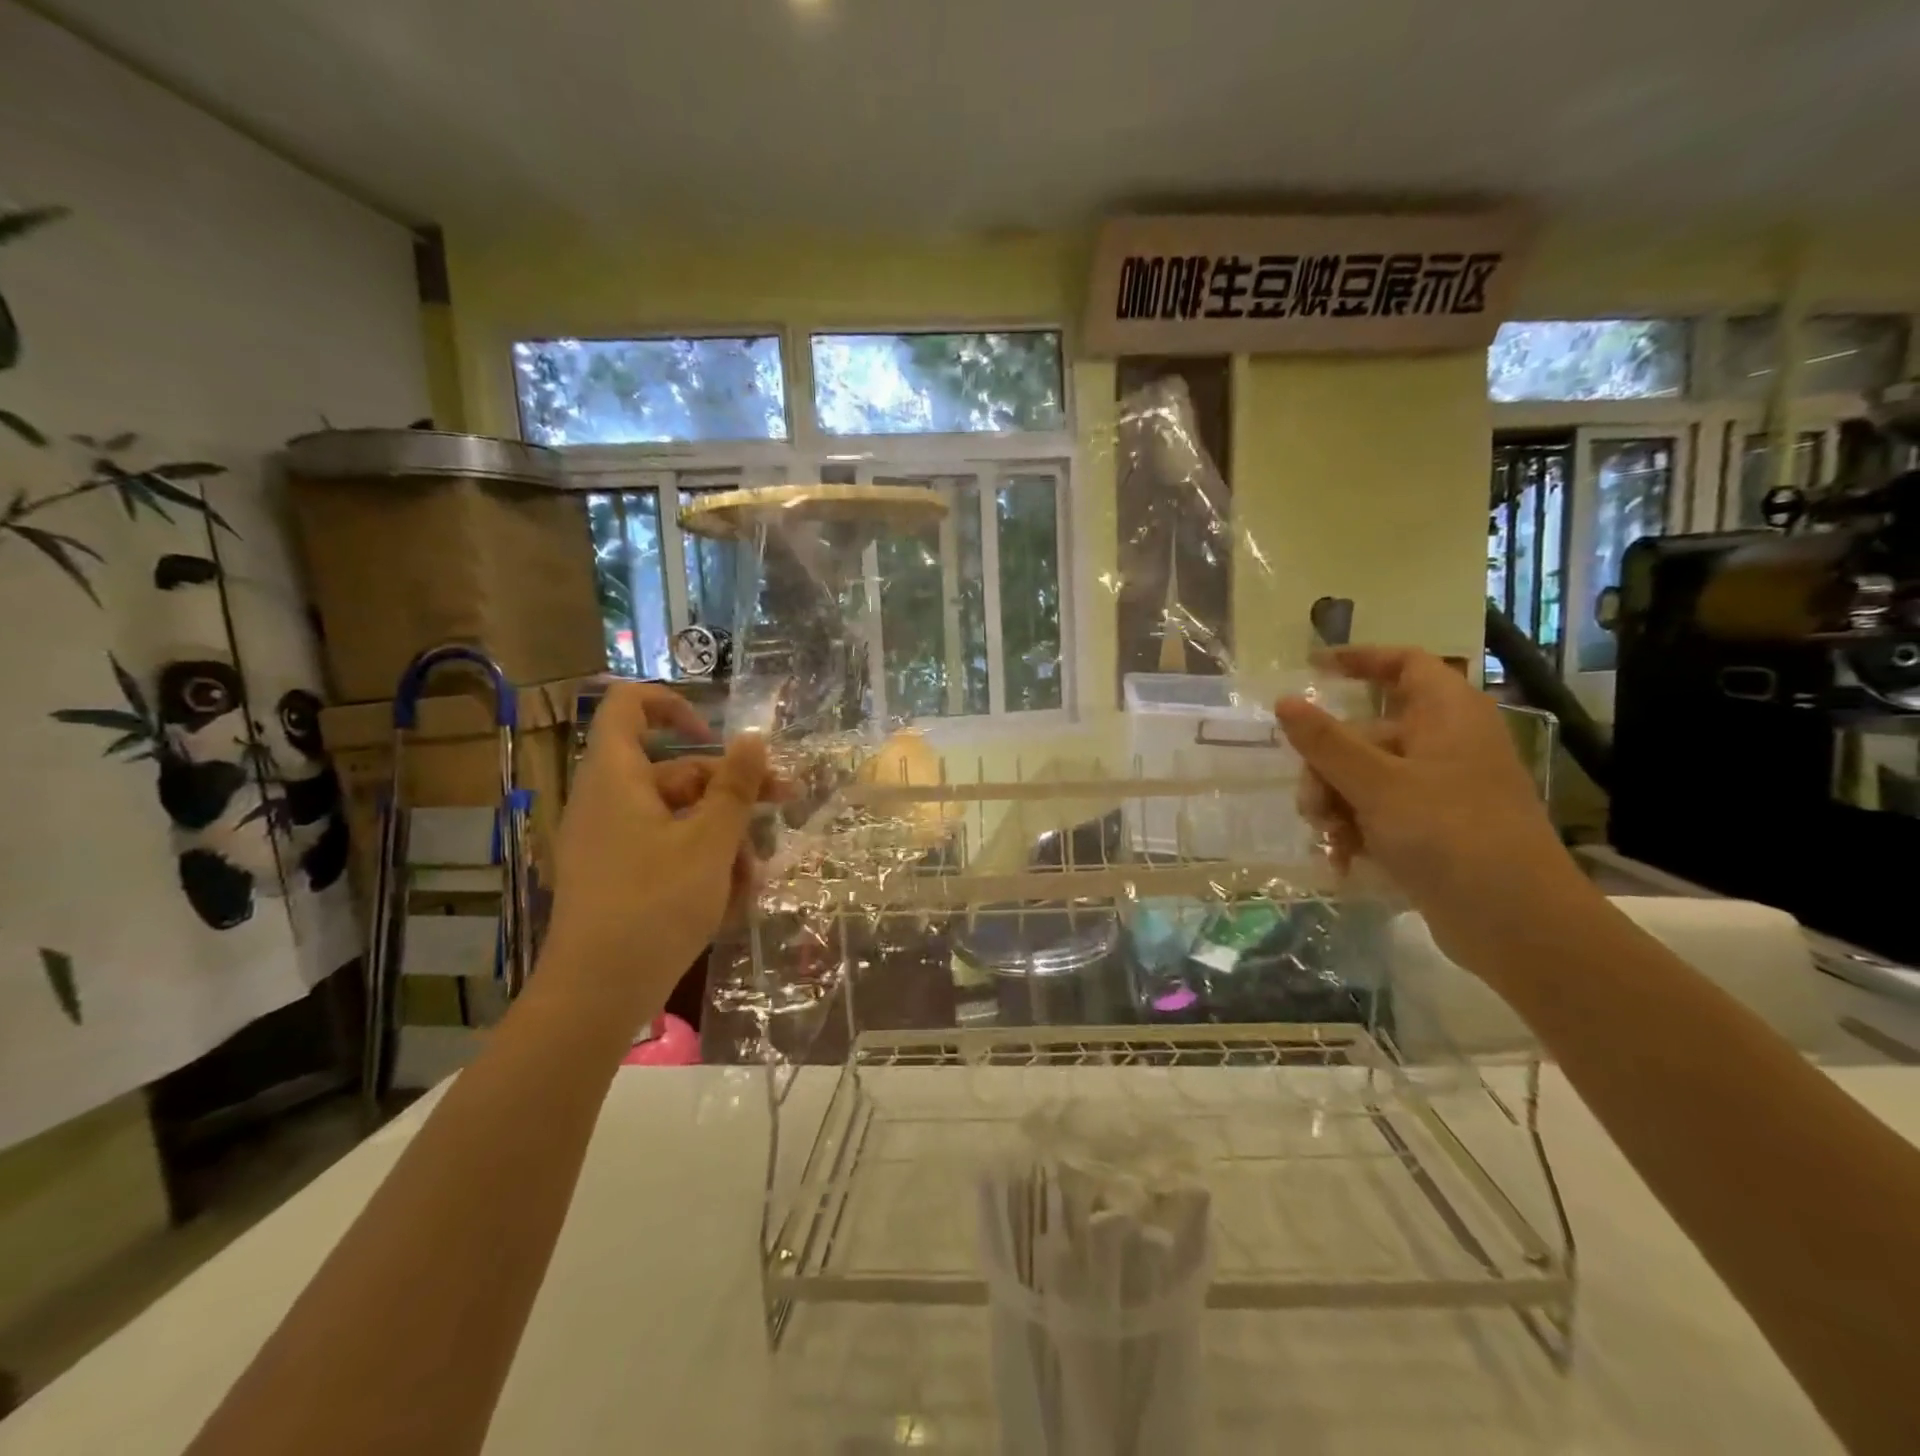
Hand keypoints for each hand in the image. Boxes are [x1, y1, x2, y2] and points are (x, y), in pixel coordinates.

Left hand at [544, 683, 774, 1013]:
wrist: (597, 994)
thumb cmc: (655, 904)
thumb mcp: (710, 842)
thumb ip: (736, 786)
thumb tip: (753, 738)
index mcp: (617, 777)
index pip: (629, 706)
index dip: (674, 705)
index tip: (718, 736)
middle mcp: (608, 802)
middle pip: (677, 772)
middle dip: (733, 790)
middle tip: (784, 804)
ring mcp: (610, 843)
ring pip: (680, 818)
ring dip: (725, 838)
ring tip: (755, 877)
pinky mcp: (618, 878)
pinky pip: (666, 852)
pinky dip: (701, 864)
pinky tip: (733, 900)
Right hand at [1274, 647, 1591, 974]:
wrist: (1517, 923)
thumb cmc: (1449, 835)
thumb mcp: (1376, 784)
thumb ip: (1326, 742)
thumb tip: (1285, 701)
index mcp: (1447, 716)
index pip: (1404, 665)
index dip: (1360, 660)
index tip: (1312, 669)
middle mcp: (1445, 744)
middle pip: (1366, 734)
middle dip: (1327, 768)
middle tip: (1311, 805)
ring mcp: (1441, 789)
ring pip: (1365, 778)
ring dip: (1336, 805)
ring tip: (1330, 840)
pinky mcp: (1435, 829)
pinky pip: (1379, 813)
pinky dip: (1356, 831)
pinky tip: (1342, 860)